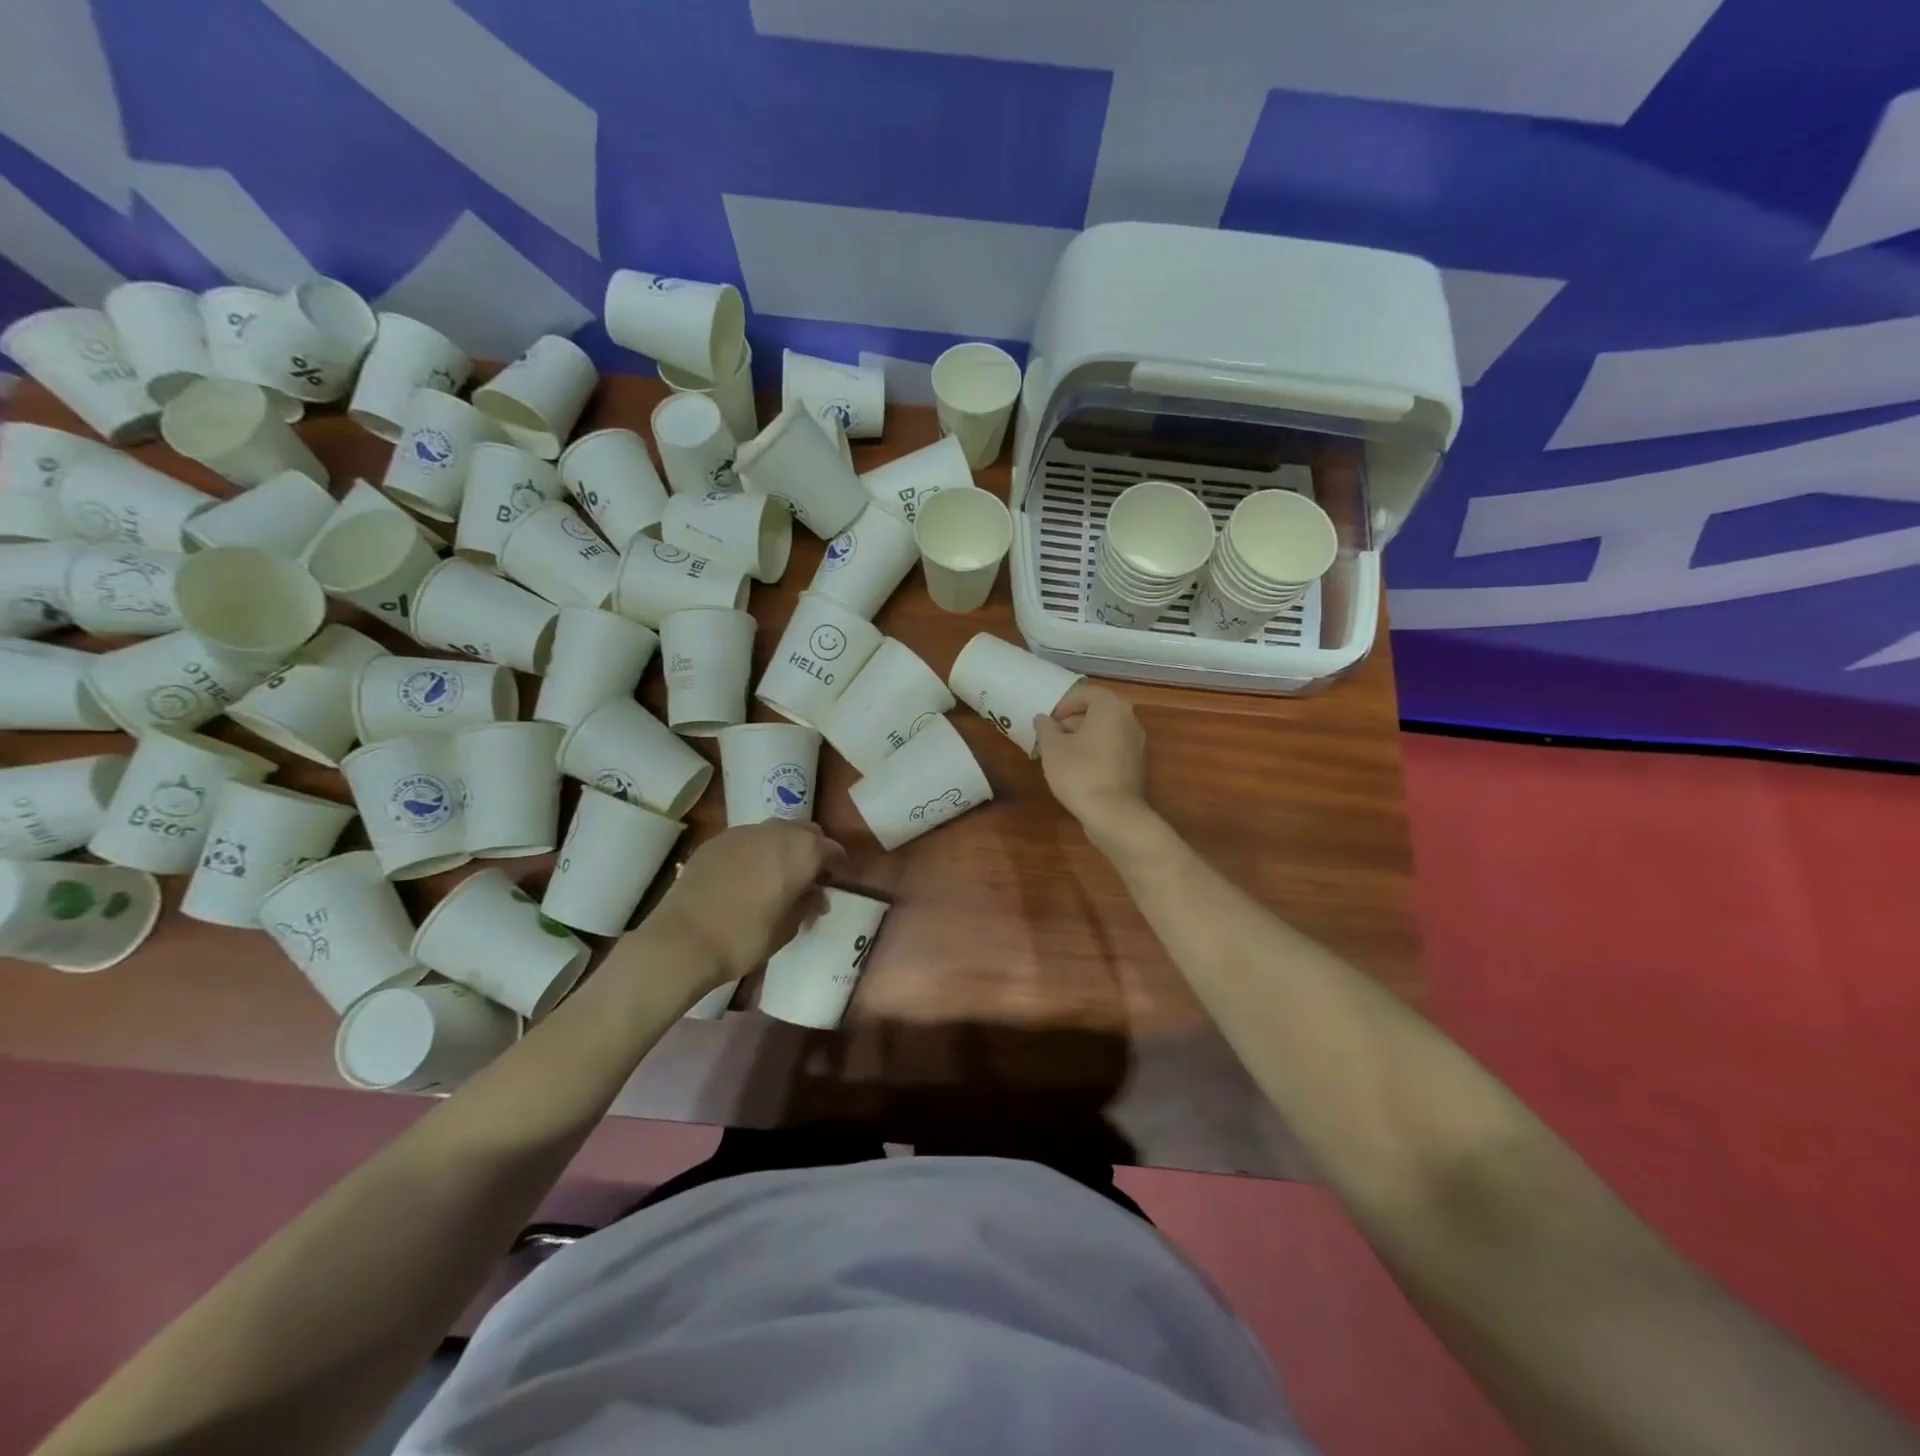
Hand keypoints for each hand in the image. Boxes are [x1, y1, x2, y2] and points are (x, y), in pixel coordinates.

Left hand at [651, 821, 846, 986]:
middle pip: (805, 831)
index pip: (832, 850)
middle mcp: (777, 832)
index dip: (838, 866)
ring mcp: (743, 832)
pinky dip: (755, 852)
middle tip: (810, 876)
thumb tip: (816, 895)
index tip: (837, 881)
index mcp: (803, 851)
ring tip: (777, 874)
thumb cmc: (746, 936)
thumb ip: (807, 904)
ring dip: (783, 847)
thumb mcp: (788, 928)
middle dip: (813, 849)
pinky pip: (747, 840)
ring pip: (775, 831)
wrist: (684, 938)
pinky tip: (746, 876)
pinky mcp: (716, 840)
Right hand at [1034, 684, 1149, 841]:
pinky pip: (1113, 748)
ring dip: (1085, 736)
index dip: (1064, 704)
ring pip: (1106, 730)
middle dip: (1074, 720)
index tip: (1049, 721)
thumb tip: (1044, 719)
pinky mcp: (1137, 764)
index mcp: (1110, 707)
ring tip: (1063, 754)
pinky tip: (1080, 769)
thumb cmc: (1079, 772)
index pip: (1085, 693)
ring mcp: (1137, 743)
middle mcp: (1129, 719)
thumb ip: (1046, 727)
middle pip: (1098, 710)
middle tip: (1053, 736)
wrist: (1113, 813)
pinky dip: (1097, 751)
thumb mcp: (1052, 748)